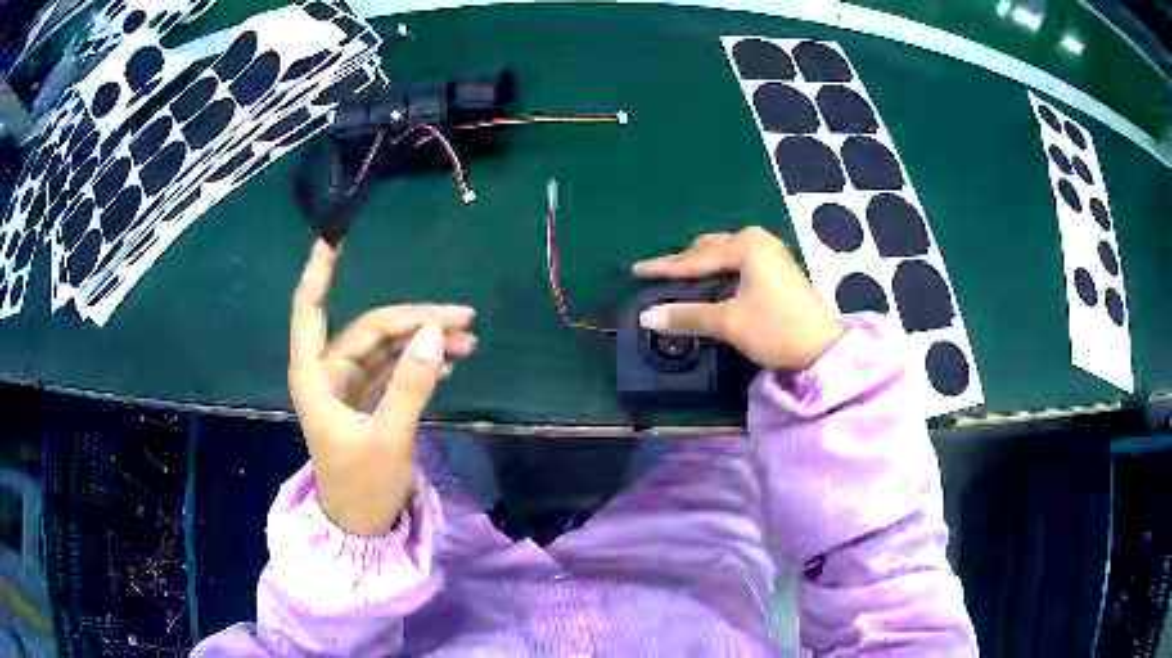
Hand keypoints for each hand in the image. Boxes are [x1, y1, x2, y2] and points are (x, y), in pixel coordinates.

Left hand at [289, 240, 476, 536]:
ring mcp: (350, 387)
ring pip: (387, 347)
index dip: (320, 271)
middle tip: (464, 319)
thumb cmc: (363, 486)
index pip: (310, 309)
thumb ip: (411, 385)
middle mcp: (328, 373)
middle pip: (370, 329)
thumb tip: (434, 332)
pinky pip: (395, 368)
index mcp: (315, 376)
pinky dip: (420, 361)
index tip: (334, 236)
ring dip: (424, 340)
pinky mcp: (369, 400)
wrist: (363, 527)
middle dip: (415, 319)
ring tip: (469, 338)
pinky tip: (449, 357)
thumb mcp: (388, 437)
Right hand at [633, 227, 844, 370]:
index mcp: (747, 246)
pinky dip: (721, 272)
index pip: (696, 257)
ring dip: (704, 266)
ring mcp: (772, 254)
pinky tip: (712, 284)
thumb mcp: (729, 322)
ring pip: (727, 255)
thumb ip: (687, 315)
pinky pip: (740, 263)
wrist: (822, 348)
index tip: (638, 269)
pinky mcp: (778, 270)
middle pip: (711, 249)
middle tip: (661, 277)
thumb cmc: (776, 329)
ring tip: (682, 280)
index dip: (665, 266)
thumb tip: (647, 316)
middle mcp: (760, 241)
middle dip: (686, 262)